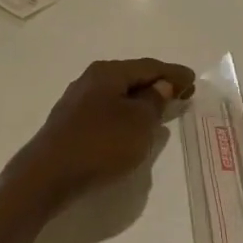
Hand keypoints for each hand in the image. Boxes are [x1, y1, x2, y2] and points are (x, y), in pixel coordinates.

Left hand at [10, 58, 194, 208]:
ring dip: (140, 100)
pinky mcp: (70, 123)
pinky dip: (125, 113)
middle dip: (157, 84)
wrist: (48, 175)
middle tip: (182, 93)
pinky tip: (131, 126)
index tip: (194, 80)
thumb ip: (154, 101)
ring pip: (117, 94)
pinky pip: (106, 110)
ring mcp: (77, 102)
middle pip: (131, 77)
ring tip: (161, 110)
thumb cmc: (100, 144)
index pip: (149, 66)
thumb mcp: (138, 122)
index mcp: (108, 72)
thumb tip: (160, 84)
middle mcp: (90, 80)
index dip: (173, 73)